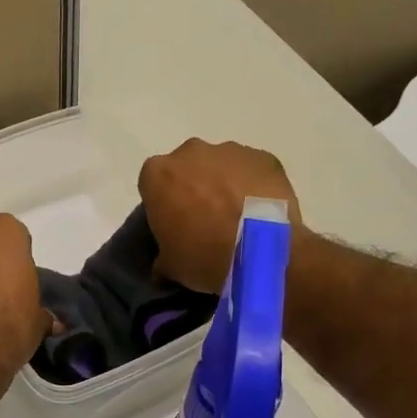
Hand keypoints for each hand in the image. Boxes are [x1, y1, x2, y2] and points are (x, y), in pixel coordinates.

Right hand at [138, 140, 302, 292]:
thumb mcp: (172, 267)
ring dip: (224, 186)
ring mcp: (230, 150)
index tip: (174, 226)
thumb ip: (163, 259)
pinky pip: (252, 171)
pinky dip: (253, 186)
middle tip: (205, 222)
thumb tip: (162, 267)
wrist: (264, 249)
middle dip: (193, 189)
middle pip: (186, 169)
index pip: (152, 185)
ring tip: (238, 219)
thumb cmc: (205, 255)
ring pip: (221, 167)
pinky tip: (262, 212)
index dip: (163, 206)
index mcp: (158, 174)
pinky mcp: (264, 157)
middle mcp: (190, 153)